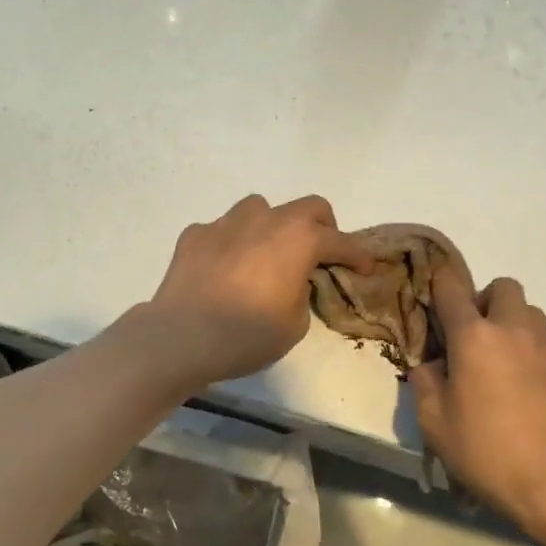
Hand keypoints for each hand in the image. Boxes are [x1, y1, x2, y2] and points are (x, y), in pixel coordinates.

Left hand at [142, 194, 376, 386]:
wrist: (180, 338)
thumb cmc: (246, 336)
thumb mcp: (294, 325)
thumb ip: (302, 292)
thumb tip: (292, 281)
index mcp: (297, 240)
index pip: (339, 240)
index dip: (357, 255)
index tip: (365, 267)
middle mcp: (265, 220)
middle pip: (307, 207)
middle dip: (323, 227)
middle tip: (321, 253)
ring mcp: (226, 222)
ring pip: (261, 209)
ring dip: (274, 226)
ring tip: (268, 254)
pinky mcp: (195, 234)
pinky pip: (224, 229)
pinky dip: (233, 243)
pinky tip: (225, 268)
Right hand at [408, 264, 545, 543]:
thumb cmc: (484, 451)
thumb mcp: (433, 421)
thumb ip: (425, 380)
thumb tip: (435, 364)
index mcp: (473, 337)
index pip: (452, 289)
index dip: (440, 284)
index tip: (435, 296)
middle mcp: (513, 330)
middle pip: (503, 287)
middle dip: (486, 301)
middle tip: (475, 336)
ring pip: (530, 312)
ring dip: (513, 323)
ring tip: (503, 361)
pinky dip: (533, 352)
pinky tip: (526, 389)